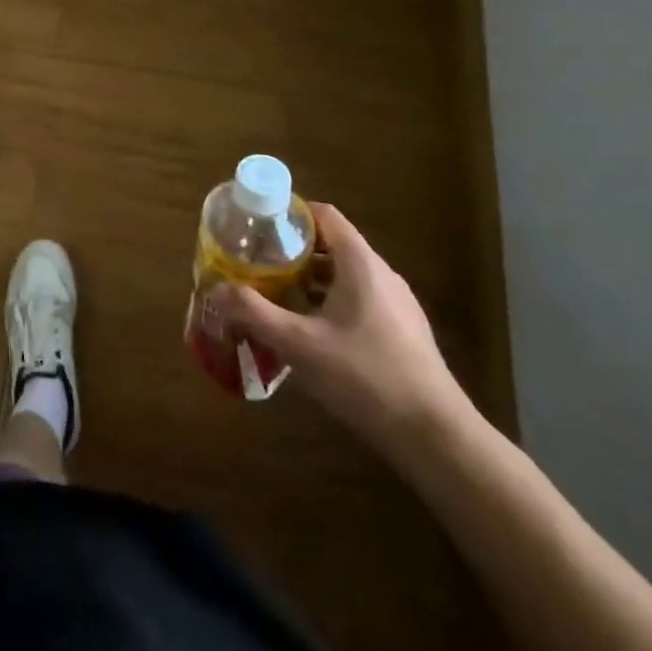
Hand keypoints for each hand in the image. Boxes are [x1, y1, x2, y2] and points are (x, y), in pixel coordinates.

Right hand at [210, 203, 470, 452]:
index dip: (290, 213)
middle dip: (292, 251)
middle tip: (256, 264)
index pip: (324, 215)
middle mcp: (381, 274)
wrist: (436, 437)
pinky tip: (310, 333)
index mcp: (360, 263)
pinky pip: (358, 300)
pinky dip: (329, 303)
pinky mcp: (402, 332)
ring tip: (275, 296)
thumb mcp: (299, 344)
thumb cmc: (365, 377)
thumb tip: (216, 290)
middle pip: (331, 244)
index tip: (257, 226)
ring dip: (309, 280)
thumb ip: (254, 313)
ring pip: (344, 275)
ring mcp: (396, 304)